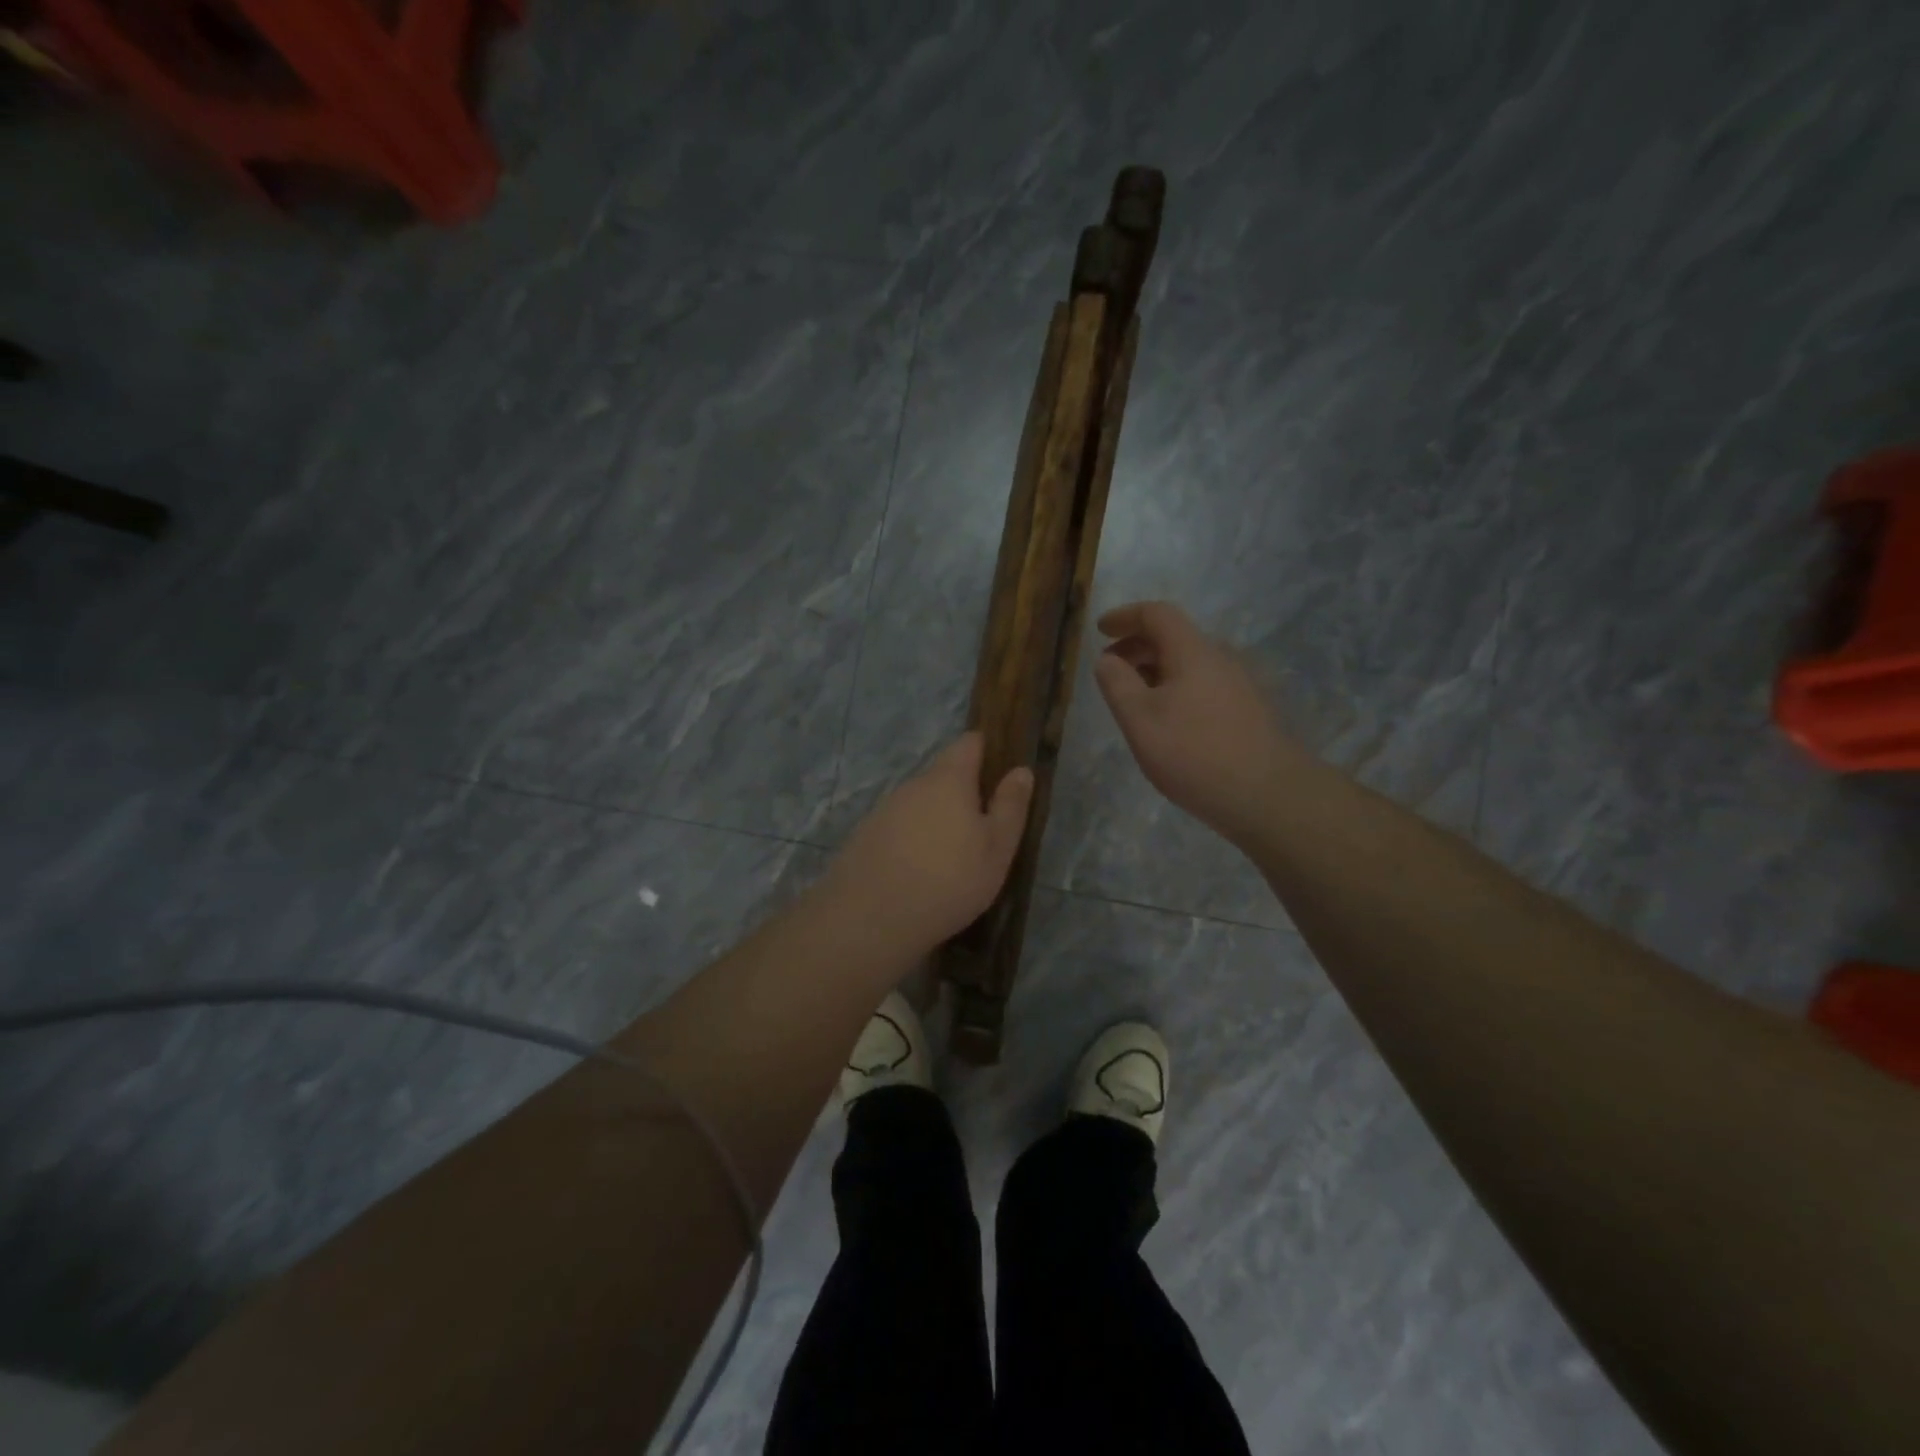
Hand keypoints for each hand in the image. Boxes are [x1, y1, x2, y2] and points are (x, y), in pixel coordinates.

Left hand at [822, 732, 1034, 955]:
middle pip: (943, 775)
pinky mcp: (865, 835)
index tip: (1001, 774)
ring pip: (919, 803)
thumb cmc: (948, 880)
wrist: (870, 918)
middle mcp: (913, 784)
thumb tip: (1021, 770)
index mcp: (949, 779)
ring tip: (949, 858)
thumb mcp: (996, 849)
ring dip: (936, 819)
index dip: (987, 751)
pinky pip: (898, 827)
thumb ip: (1010, 807)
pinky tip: (918, 873)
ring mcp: (884, 809)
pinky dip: (912, 840)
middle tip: (981, 831)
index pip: (969, 743)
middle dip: (963, 793)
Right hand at [1094, 601, 1296, 842]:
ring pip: (1190, 663)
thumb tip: (1107, 659)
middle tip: (1111, 668)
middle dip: (1137, 646)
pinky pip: (1203, 684)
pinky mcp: (1249, 710)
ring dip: (1156, 669)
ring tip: (1134, 698)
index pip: (1157, 614)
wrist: (1268, 795)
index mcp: (1193, 652)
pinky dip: (1176, 687)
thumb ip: (1117, 684)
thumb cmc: (1193, 753)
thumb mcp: (1139, 719)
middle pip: (1175, 637)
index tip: (1100, 630)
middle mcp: (1220, 658)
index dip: (1125, 617)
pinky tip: (1168, 720)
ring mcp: (1240, 684)